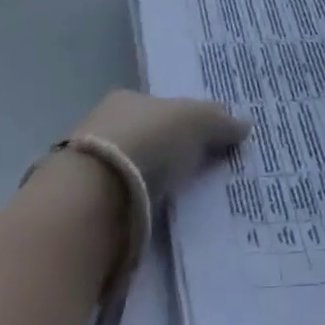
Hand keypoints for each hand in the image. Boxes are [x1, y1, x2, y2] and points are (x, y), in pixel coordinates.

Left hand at [69, 90, 249, 202]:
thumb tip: (245, 124)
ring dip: (148, 188)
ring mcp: (86, 169)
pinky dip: (134, 215)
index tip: (202, 144)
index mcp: (126, 99)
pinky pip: (117, 208)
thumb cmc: (147, 143)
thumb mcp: (196, 121)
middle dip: (165, 155)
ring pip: (128, 175)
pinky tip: (152, 225)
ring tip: (178, 206)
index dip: (182, 123)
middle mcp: (102, 126)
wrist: (90, 202)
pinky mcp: (79, 211)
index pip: (159, 107)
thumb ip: (220, 121)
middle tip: (195, 176)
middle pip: (144, 139)